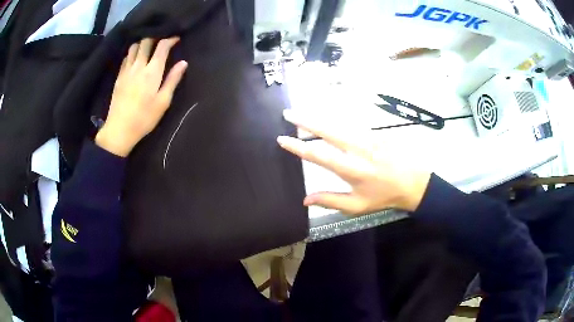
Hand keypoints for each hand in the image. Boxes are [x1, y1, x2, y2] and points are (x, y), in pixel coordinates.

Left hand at [95, 37, 187, 156]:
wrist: (119, 130)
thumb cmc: (144, 118)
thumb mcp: (163, 102)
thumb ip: (173, 80)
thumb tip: (183, 63)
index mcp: (152, 72)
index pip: (162, 46)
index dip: (170, 39)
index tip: (176, 39)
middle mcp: (139, 66)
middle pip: (146, 41)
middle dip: (155, 37)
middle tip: (161, 42)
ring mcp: (126, 70)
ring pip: (134, 47)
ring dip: (142, 43)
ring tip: (148, 48)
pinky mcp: (119, 76)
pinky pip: (126, 57)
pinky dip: (132, 53)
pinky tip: (135, 59)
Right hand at [277, 110, 430, 214]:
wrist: (414, 182)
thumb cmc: (384, 196)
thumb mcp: (357, 206)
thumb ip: (330, 201)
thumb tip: (304, 200)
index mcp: (351, 170)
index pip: (318, 155)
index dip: (298, 147)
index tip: (283, 139)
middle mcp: (358, 149)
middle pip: (327, 130)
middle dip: (305, 121)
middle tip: (288, 114)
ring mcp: (368, 137)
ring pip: (338, 123)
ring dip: (318, 117)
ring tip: (301, 113)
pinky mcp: (376, 132)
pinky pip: (351, 123)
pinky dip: (336, 120)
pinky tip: (326, 118)